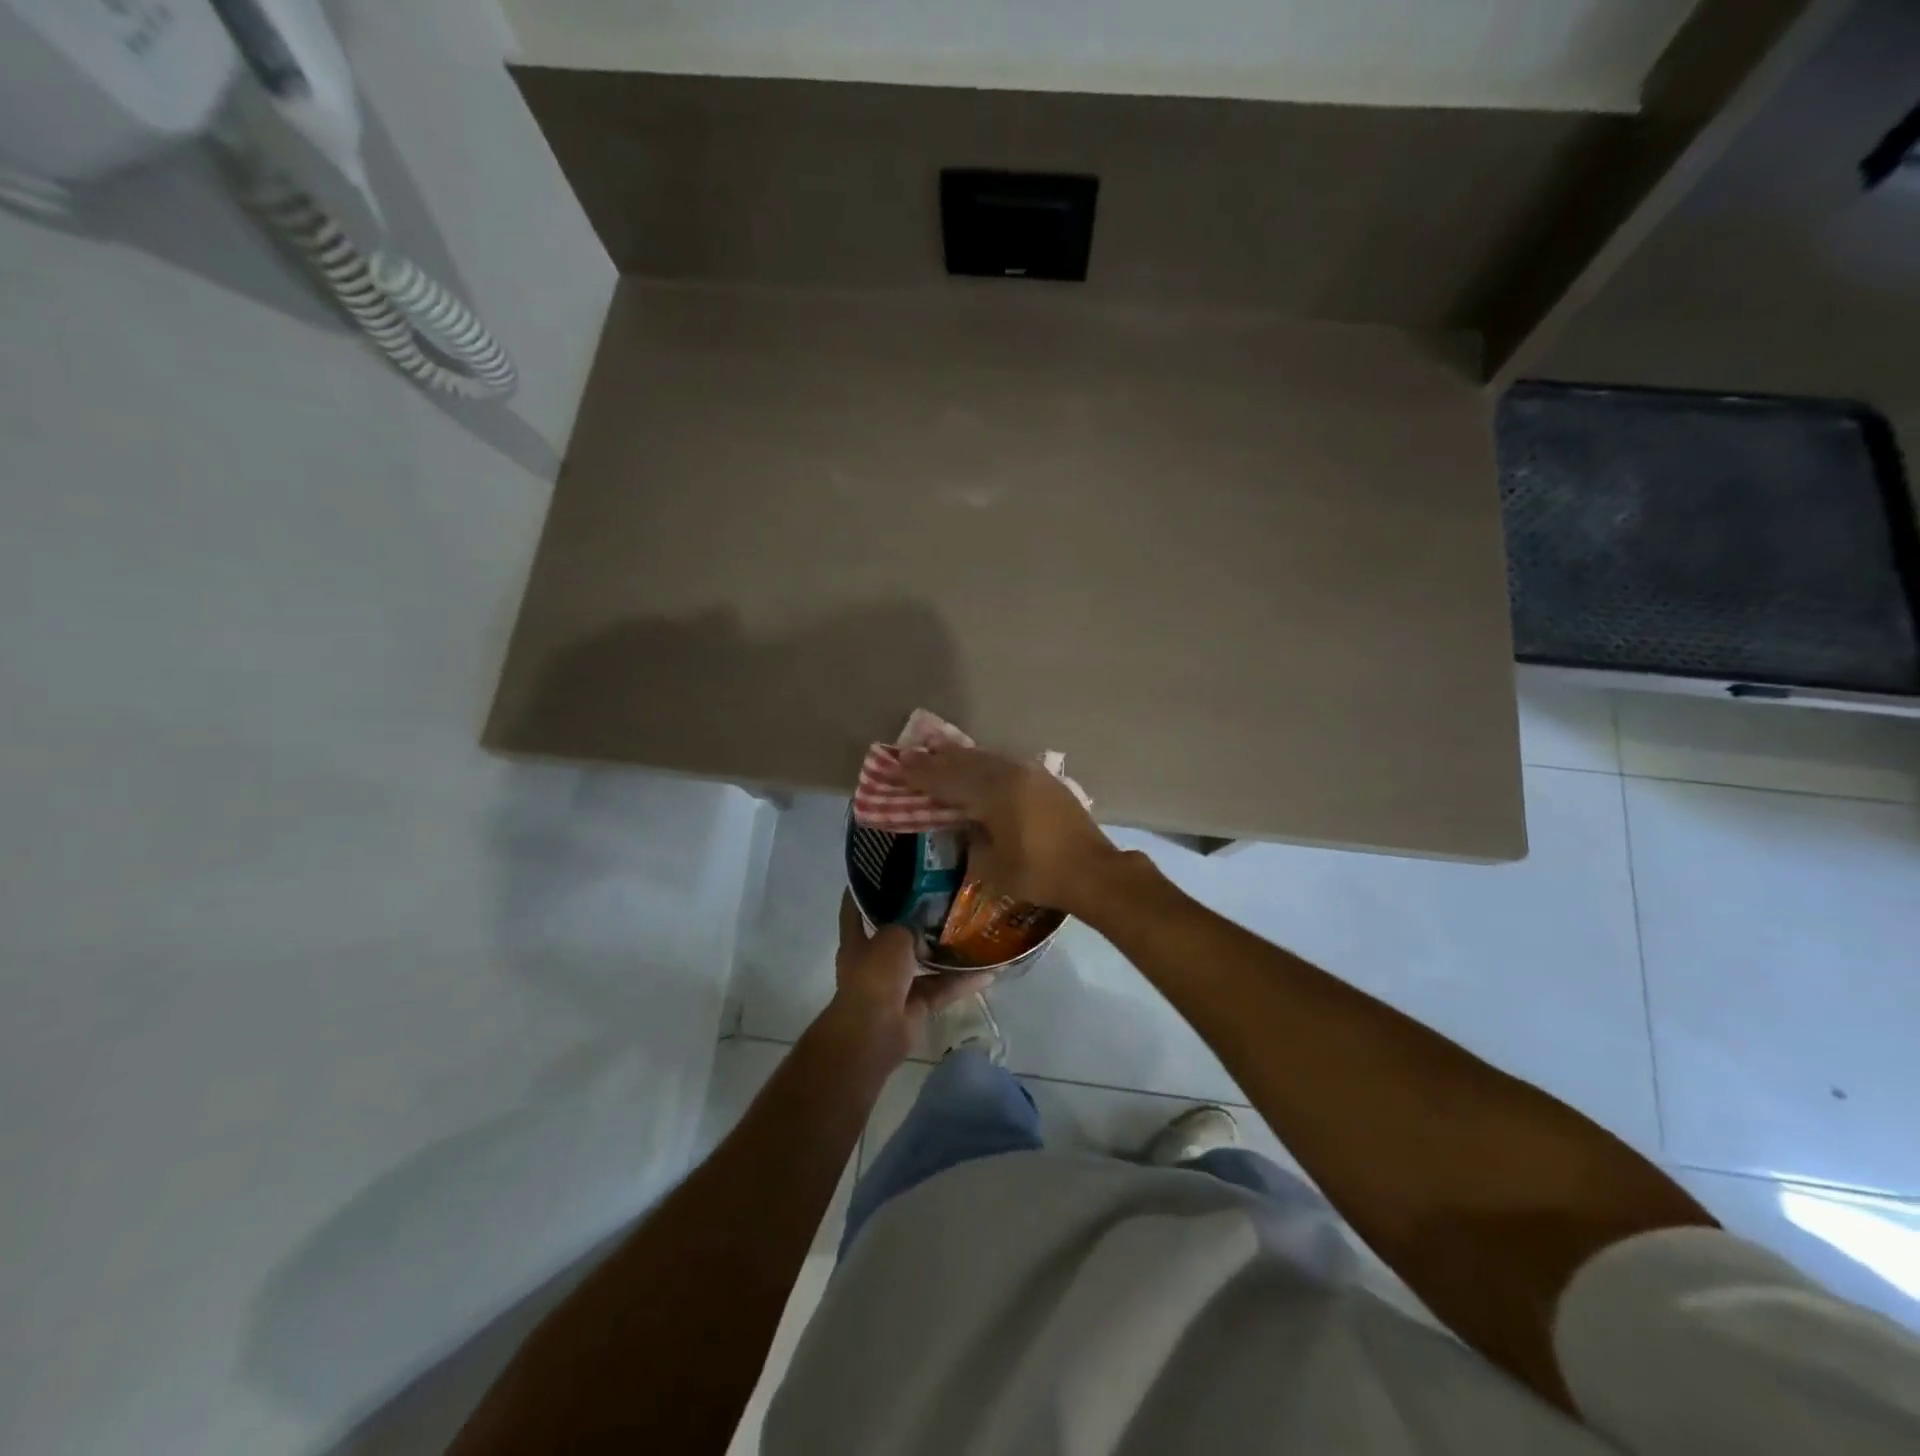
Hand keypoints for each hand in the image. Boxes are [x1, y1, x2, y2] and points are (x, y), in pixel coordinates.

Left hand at [825, 893, 994, 1063]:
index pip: (854, 910)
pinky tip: (988, 971)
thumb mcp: (892, 936)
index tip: (879, 871)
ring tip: (971, 932)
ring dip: (945, 953)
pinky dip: (961, 982)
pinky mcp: (917, 1007)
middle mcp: (874, 962)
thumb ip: (909, 925)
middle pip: (896, 936)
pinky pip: (942, 989)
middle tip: (943, 899)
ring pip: (924, 964)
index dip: (863, 891)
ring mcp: (896, 986)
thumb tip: (926, 928)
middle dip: (917, 922)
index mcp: (857, 942)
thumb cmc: (874, 975)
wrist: (875, 1031)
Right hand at [898, 744, 1131, 915]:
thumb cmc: (1038, 874)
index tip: (897, 764)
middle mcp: (1010, 774)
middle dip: (936, 760)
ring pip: (986, 759)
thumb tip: (966, 825)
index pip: (947, 780)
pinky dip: (983, 764)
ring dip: (960, 758)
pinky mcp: (1044, 780)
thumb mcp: (991, 866)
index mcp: (993, 793)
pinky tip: (976, 765)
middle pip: (965, 762)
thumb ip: (971, 840)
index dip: (920, 774)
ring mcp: (1030, 773)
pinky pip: (1003, 764)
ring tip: (938, 753)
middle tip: (911, 755)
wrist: (1093, 871)